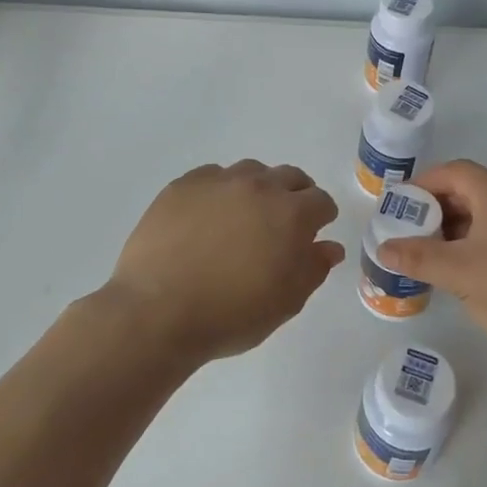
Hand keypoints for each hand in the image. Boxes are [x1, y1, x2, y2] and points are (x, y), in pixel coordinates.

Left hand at [107, 160, 343, 363]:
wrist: (157, 312)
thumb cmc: (231, 314)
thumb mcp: (286, 302)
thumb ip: (313, 268)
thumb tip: (329, 246)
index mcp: (291, 214)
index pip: (321, 202)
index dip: (322, 217)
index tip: (314, 234)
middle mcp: (259, 187)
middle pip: (289, 177)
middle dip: (295, 196)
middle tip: (283, 224)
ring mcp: (218, 181)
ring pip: (251, 172)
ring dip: (258, 188)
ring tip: (244, 217)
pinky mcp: (183, 185)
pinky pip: (212, 177)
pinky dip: (220, 190)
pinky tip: (208, 216)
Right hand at [376, 159, 486, 364]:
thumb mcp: (460, 275)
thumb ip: (418, 257)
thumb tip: (383, 247)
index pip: (456, 171)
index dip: (424, 183)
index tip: (401, 205)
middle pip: (475, 191)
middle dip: (440, 209)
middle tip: (415, 234)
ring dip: (463, 229)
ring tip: (440, 258)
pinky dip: (486, 243)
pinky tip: (477, 275)